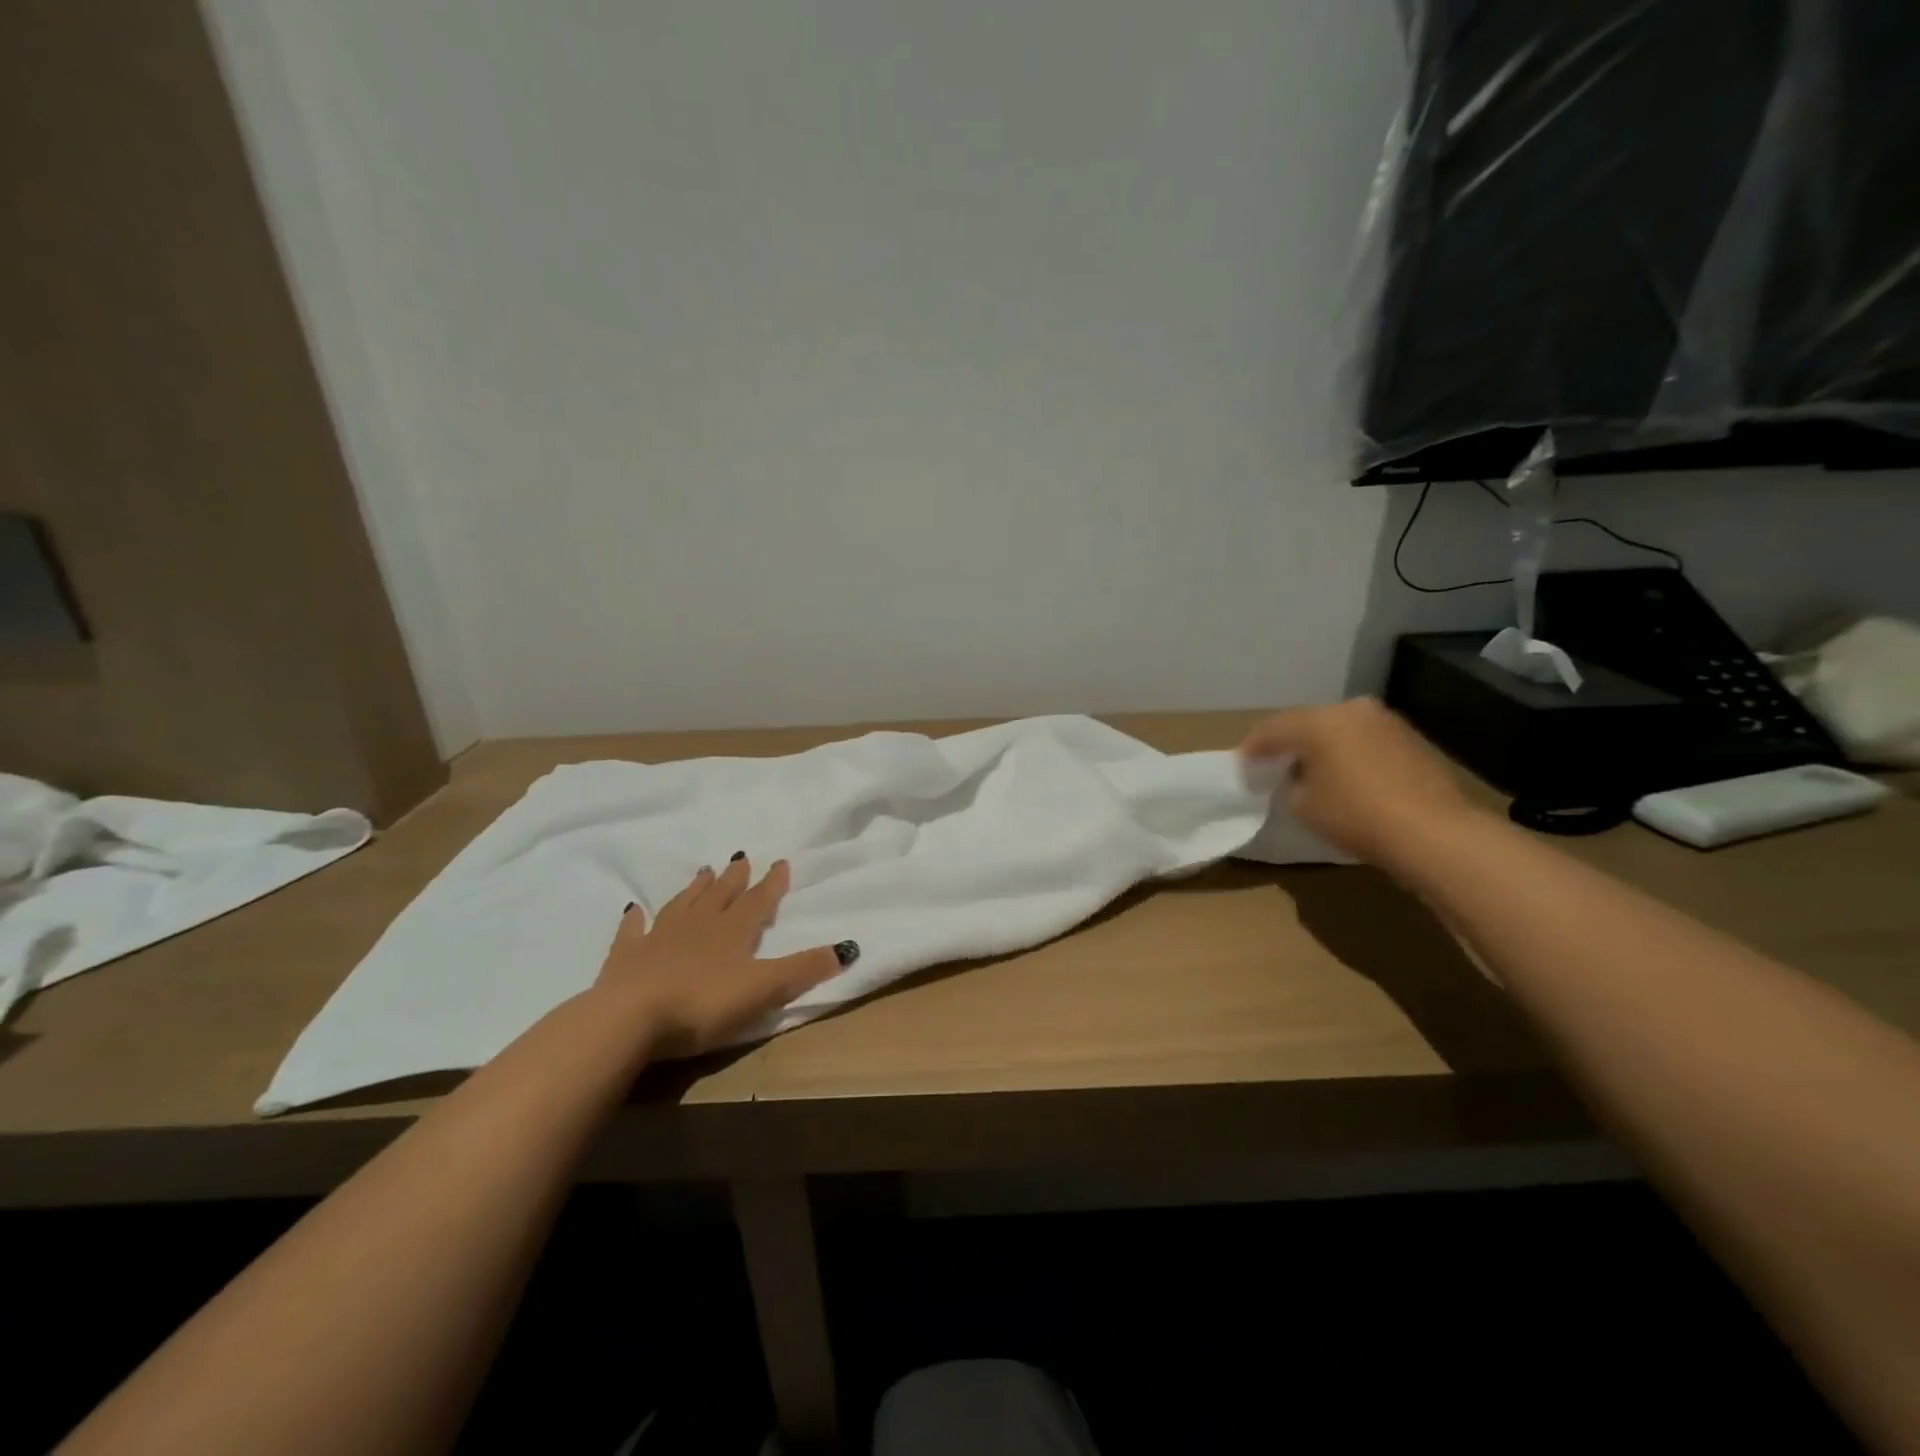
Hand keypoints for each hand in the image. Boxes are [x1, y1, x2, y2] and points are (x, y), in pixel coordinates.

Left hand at [594, 857, 852, 1059]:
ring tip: (703, 871)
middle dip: (733, 878)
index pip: (757, 901)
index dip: (771, 884)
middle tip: (740, 858)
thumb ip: (804, 969)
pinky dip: (635, 920)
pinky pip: (632, 931)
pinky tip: (633, 910)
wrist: (630, 1017)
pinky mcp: (626, 957)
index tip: (781, 862)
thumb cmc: (704, 1004)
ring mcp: (659, 938)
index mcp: (733, 932)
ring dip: (695, 889)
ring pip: (682, 905)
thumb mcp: (764, 989)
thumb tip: (848, 947)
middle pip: (719, 896)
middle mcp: (698, 926)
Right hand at [1240, 698, 1480, 866]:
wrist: (1432, 832)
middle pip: (1308, 723)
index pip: (1272, 729)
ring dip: (1323, 748)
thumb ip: (1291, 783)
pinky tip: (1347, 777)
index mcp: (1318, 721)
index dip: (1253, 749)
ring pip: (1340, 730)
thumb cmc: (1354, 814)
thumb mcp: (1303, 805)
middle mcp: (1351, 710)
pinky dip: (1350, 754)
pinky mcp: (1410, 739)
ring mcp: (1385, 722)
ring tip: (1311, 772)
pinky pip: (1365, 741)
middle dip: (1289, 743)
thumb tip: (1299, 778)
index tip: (1242, 766)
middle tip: (1273, 764)